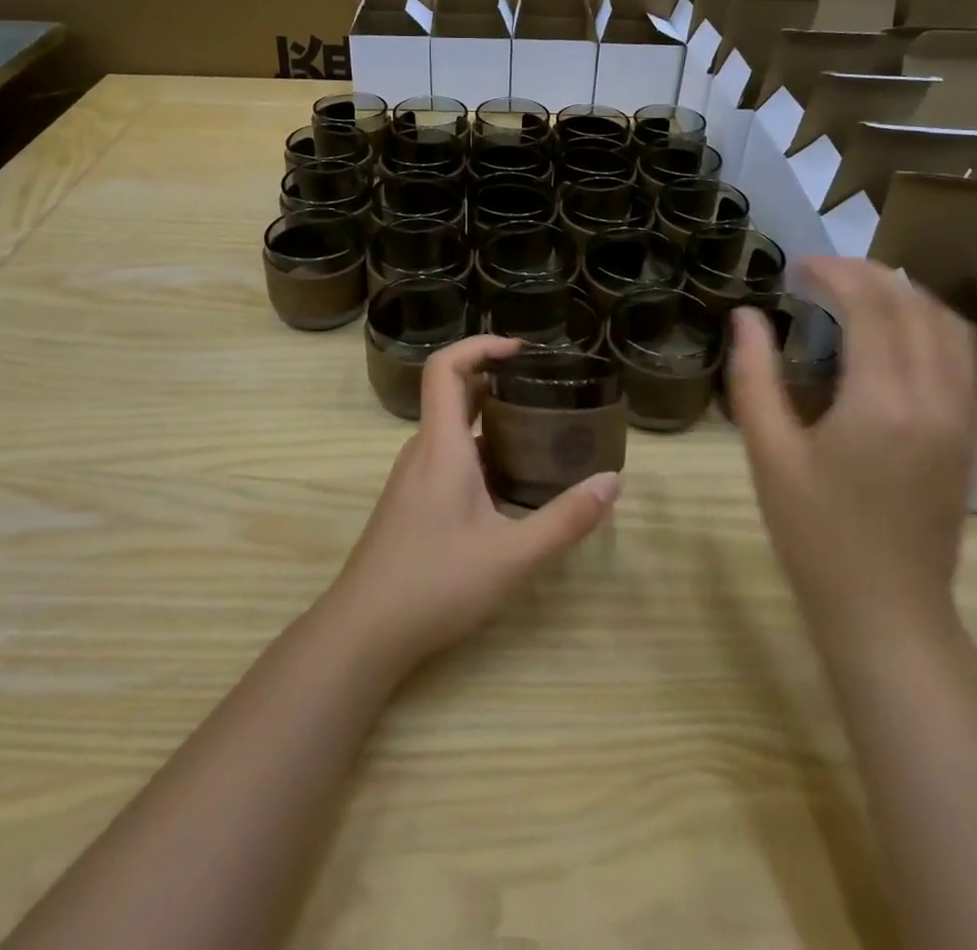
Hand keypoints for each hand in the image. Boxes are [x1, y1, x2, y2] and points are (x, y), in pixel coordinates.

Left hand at [329, 334, 621, 670]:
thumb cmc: (436, 583)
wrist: (363, 632)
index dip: (479, 345)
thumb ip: (566, 519)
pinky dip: (477, 450)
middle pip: (452, 393)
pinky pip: (444, 455)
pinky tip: (506, 484)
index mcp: (441, 445)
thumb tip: (614, 482)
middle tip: (543, 391)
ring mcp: (411, 477)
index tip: (520, 351)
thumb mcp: (513, 556)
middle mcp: (422, 450)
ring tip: (535, 433)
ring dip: (487, 419)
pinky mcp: (408, 502)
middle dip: (496, 382)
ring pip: (449, 429)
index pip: (445, 367)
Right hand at [727, 259, 976, 652]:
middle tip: (820, 273)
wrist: (887, 610)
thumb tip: (745, 318)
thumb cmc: (815, 535)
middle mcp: (936, 398)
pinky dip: (932, 325)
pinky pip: (964, 356)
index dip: (834, 274)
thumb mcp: (768, 454)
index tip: (797, 268)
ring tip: (858, 293)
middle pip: (914, 306)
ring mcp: (964, 417)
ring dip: (905, 295)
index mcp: (883, 402)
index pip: (871, 307)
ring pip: (949, 325)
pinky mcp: (973, 435)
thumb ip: (754, 377)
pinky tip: (897, 333)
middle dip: (867, 275)